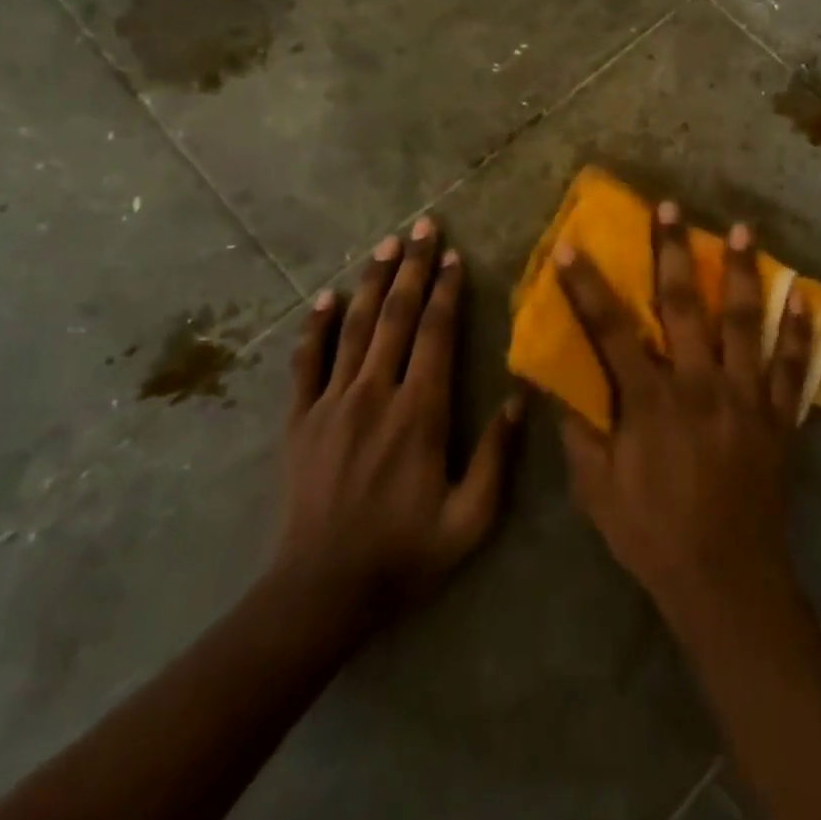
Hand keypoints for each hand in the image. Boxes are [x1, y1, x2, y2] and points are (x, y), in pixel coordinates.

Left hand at [273, 218, 524, 620]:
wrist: (320, 594)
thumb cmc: (404, 554)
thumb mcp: (469, 519)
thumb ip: (497, 457)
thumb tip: (520, 398)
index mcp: (419, 412)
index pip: (434, 334)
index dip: (446, 290)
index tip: (454, 255)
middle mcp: (374, 393)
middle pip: (395, 316)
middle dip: (412, 267)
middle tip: (423, 225)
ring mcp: (331, 402)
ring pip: (355, 327)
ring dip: (372, 281)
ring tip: (386, 244)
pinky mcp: (300, 419)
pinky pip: (306, 362)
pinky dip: (316, 326)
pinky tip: (326, 297)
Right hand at [552, 201, 814, 628]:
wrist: (727, 580)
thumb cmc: (653, 534)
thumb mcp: (597, 490)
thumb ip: (579, 431)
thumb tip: (557, 383)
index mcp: (651, 402)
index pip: (612, 330)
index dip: (589, 286)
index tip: (573, 246)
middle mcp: (700, 385)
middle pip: (684, 306)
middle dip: (673, 252)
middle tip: (672, 207)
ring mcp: (747, 397)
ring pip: (744, 322)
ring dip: (742, 273)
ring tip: (743, 230)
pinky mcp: (780, 417)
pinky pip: (793, 365)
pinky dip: (797, 329)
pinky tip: (801, 295)